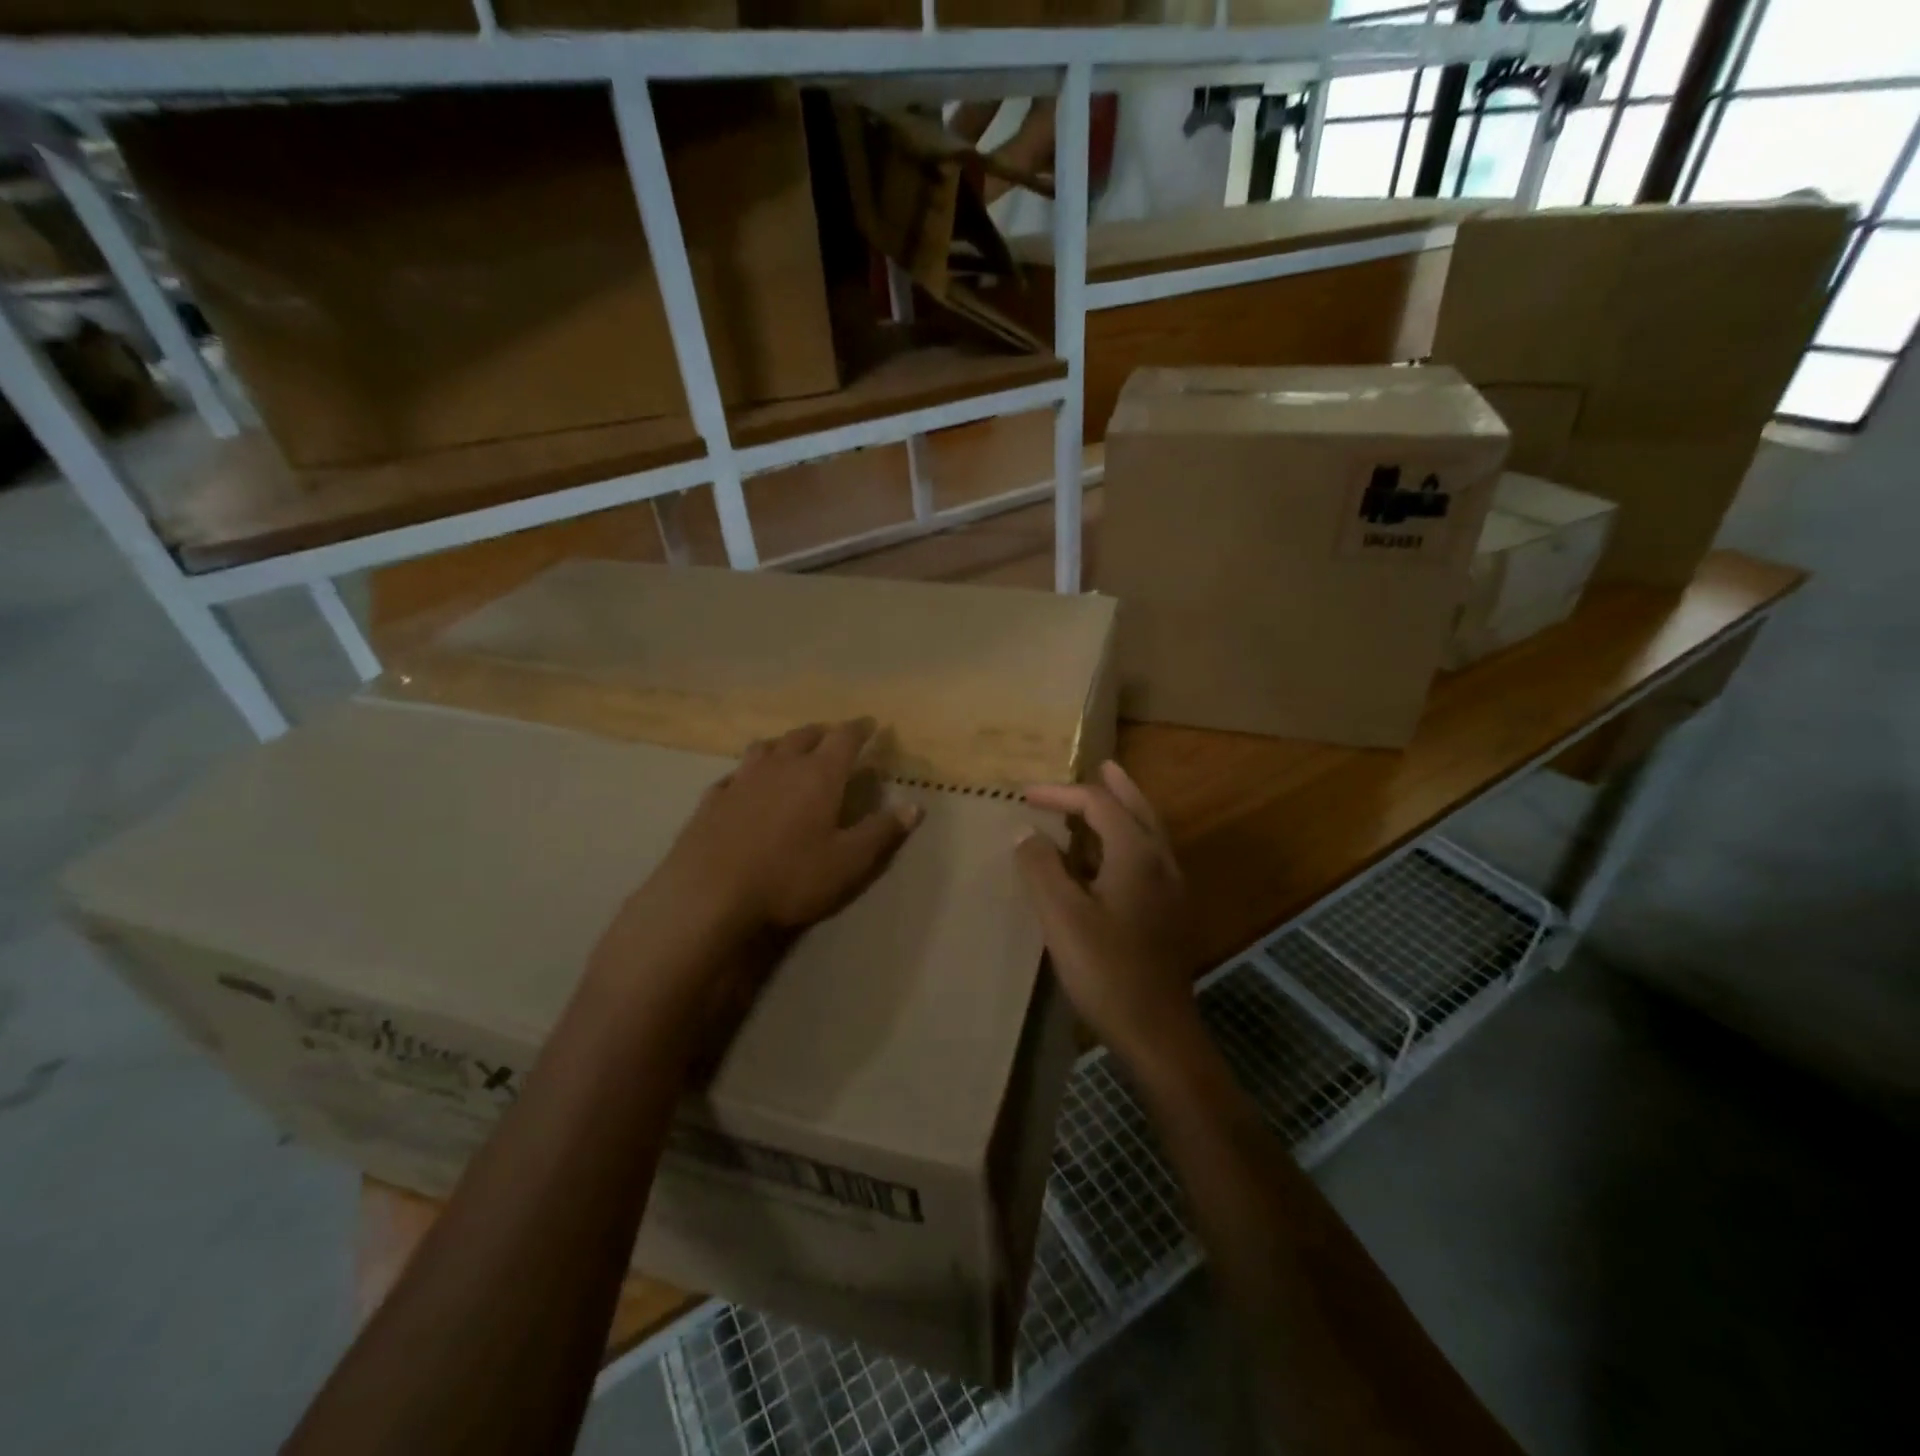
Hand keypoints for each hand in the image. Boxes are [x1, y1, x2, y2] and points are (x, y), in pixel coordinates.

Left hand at [659, 719, 921, 936]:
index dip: (860, 728)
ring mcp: (741, 780)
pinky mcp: (712, 800)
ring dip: (783, 745)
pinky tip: (744, 785)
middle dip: (823, 733)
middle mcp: (780, 766)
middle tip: (833, 737)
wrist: (710, 896)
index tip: (871, 724)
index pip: (845, 738)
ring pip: (766, 748)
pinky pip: (734, 775)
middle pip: (804, 736)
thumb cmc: (790, 877)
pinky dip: (747, 773)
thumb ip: (882, 831)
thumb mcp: (848, 862)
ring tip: (790, 752)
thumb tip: (915, 806)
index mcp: (818, 775)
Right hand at [1016, 761, 1200, 1070]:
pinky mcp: (1168, 914)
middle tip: (1102, 765)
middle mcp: (1161, 862)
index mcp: (1137, 854)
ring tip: (1106, 798)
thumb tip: (1026, 832)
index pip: (1099, 804)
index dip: (1060, 794)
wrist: (1157, 1031)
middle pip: (1138, 809)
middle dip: (1116, 786)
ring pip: (1148, 834)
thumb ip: (1041, 868)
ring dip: (1125, 811)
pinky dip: (1126, 841)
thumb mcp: (1061, 917)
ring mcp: (1170, 890)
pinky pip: (1147, 858)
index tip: (1024, 795)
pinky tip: (1106, 859)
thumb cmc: (1106, 970)